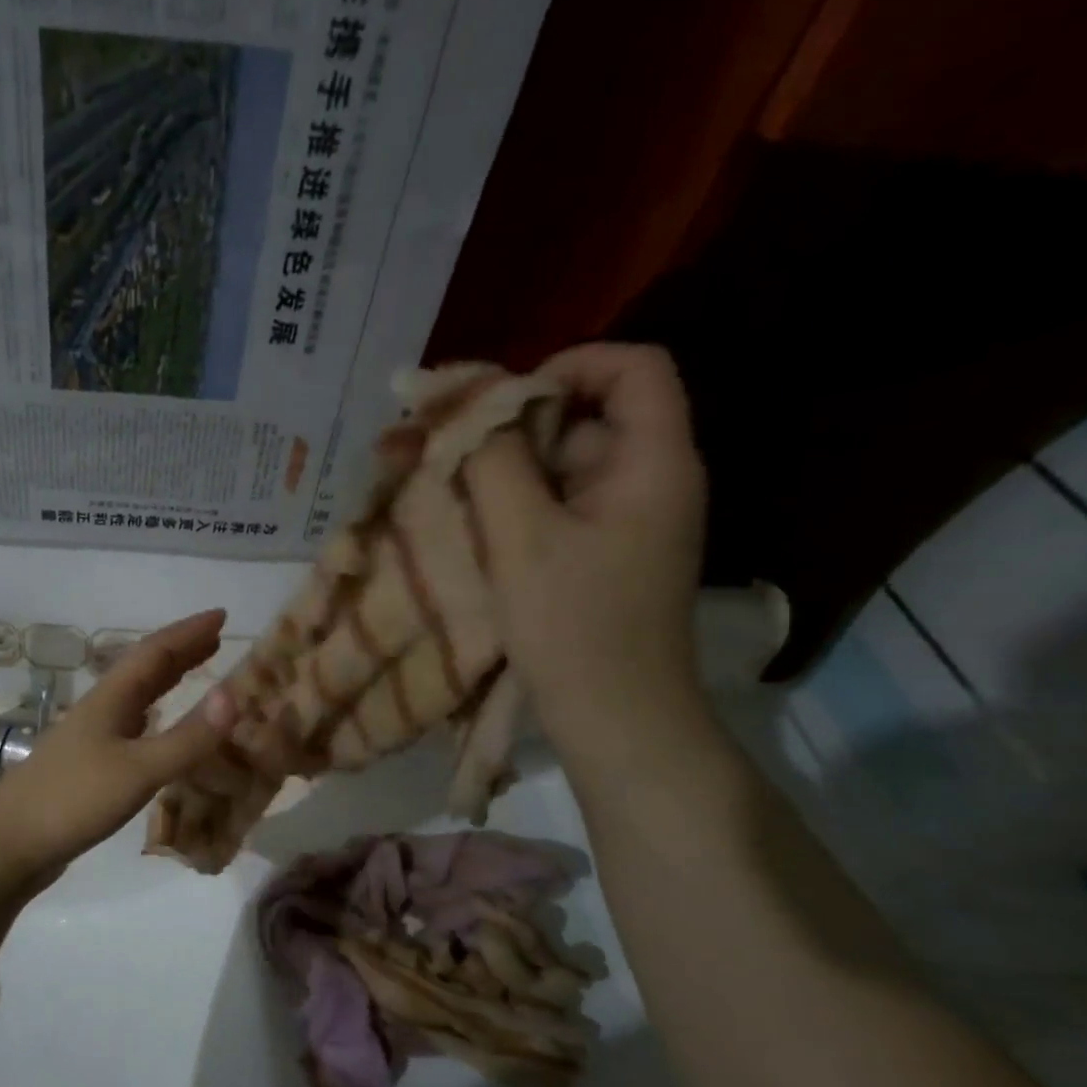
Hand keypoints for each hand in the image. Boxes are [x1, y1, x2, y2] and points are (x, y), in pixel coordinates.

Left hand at [0, 610, 236, 882]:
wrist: (9, 844)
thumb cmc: (73, 800)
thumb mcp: (139, 770)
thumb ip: (187, 738)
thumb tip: (234, 695)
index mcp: (111, 699)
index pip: (154, 652)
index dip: (188, 632)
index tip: (221, 615)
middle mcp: (101, 709)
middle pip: (144, 669)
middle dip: (181, 651)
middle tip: (217, 639)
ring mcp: (92, 737)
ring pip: (137, 696)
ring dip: (168, 680)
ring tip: (198, 672)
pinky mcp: (90, 765)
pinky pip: (133, 726)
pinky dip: (157, 716)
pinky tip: (160, 726)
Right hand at [470, 343, 708, 759]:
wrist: (616, 721)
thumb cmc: (575, 627)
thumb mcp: (523, 537)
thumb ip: (493, 462)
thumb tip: (466, 405)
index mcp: (653, 463)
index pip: (631, 368)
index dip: (567, 366)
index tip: (500, 403)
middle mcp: (647, 479)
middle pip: (583, 417)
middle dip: (507, 424)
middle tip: (437, 443)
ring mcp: (623, 520)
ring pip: (559, 465)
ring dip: (498, 468)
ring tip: (433, 482)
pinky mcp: (598, 553)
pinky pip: (553, 505)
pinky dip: (508, 503)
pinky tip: (461, 519)